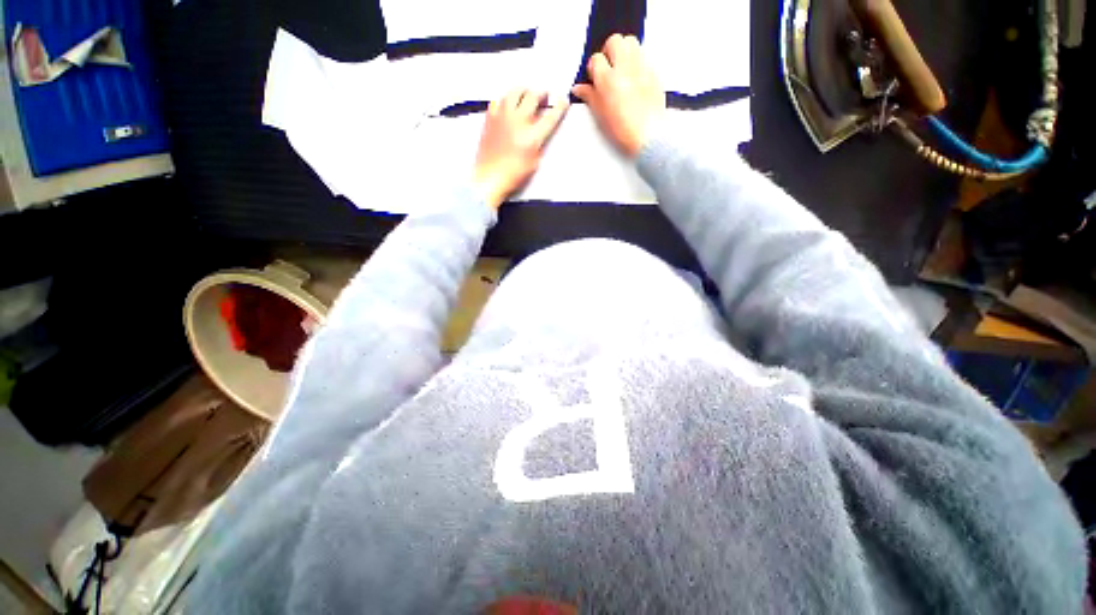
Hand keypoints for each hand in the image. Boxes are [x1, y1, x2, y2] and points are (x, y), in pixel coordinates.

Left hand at [473, 90, 568, 208]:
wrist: (489, 177)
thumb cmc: (511, 175)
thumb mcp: (533, 163)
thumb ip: (538, 145)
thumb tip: (539, 133)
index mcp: (532, 136)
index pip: (550, 116)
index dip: (559, 107)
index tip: (563, 101)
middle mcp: (518, 122)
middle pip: (532, 96)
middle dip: (542, 94)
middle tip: (544, 95)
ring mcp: (502, 117)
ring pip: (514, 92)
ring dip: (524, 91)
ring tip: (526, 94)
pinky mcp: (490, 118)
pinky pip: (499, 100)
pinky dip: (506, 99)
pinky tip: (508, 104)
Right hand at [572, 34, 665, 157]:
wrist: (649, 136)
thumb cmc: (624, 130)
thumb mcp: (600, 116)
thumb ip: (589, 97)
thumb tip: (578, 89)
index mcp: (607, 80)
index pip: (595, 59)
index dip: (593, 69)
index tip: (594, 79)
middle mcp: (624, 68)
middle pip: (615, 41)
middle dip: (609, 51)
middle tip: (608, 67)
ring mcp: (641, 67)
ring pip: (631, 42)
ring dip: (624, 51)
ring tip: (622, 68)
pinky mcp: (654, 72)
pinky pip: (643, 56)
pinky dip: (637, 62)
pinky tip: (635, 78)